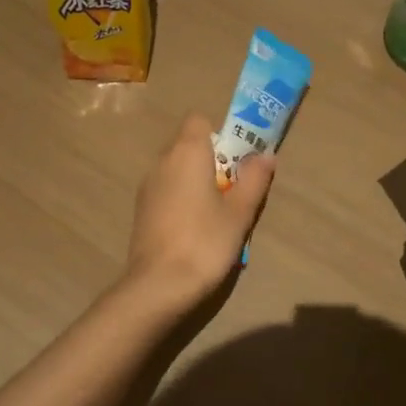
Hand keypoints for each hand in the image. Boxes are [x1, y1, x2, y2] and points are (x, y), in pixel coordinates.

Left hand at [124, 114, 275, 309]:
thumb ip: (254, 180)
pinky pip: (167, 191)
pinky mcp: (141, 210)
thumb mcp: (239, 212)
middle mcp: (162, 161)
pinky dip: (182, 200)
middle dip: (213, 160)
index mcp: (186, 152)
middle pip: (189, 145)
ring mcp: (147, 186)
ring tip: (217, 215)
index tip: (237, 160)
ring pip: (177, 170)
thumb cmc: (205, 242)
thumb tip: (265, 155)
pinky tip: (195, 230)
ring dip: (197, 182)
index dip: (220, 134)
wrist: (159, 285)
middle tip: (235, 190)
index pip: (199, 120)